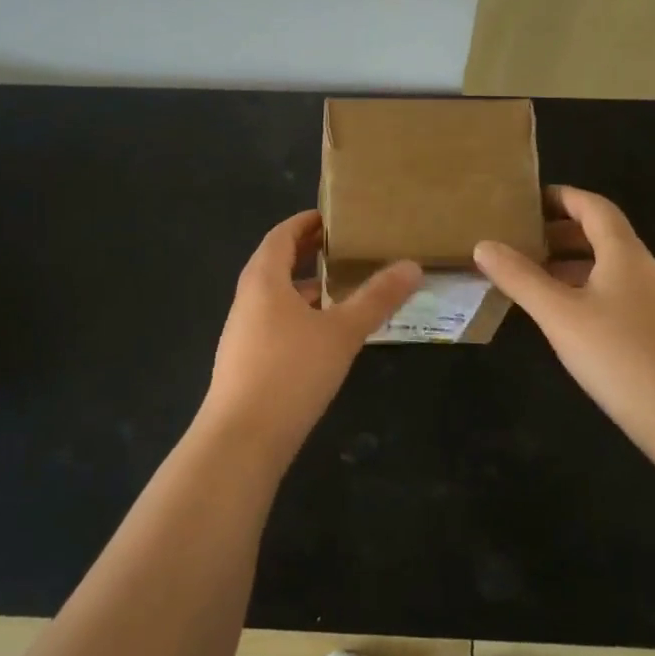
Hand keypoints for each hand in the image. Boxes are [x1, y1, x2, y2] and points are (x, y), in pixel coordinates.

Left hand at [201, 210, 420, 450]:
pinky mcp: (247, 362)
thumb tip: (412, 265)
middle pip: (276, 264)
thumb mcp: (342, 332)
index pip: (280, 236)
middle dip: (307, 252)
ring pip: (276, 297)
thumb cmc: (291, 372)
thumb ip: (377, 298)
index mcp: (263, 280)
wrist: (242, 439)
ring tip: (342, 287)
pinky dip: (300, 315)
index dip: (304, 223)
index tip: (331, 216)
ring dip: (305, 287)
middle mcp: (247, 300)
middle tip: (343, 247)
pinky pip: (275, 323)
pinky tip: (325, 335)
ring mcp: (243, 333)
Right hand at [473, 186, 654, 444]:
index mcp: (623, 254)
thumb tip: (484, 245)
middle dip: (560, 232)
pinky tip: (562, 316)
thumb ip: (520, 278)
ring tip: (531, 276)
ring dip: (570, 264)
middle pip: (601, 235)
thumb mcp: (559, 314)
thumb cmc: (618, 355)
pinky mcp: (653, 331)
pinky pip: (613, 294)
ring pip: (606, 267)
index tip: (527, 200)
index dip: (562, 197)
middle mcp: (642, 269)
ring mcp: (652, 301)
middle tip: (520, 239)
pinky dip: (583, 290)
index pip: (594, 207)